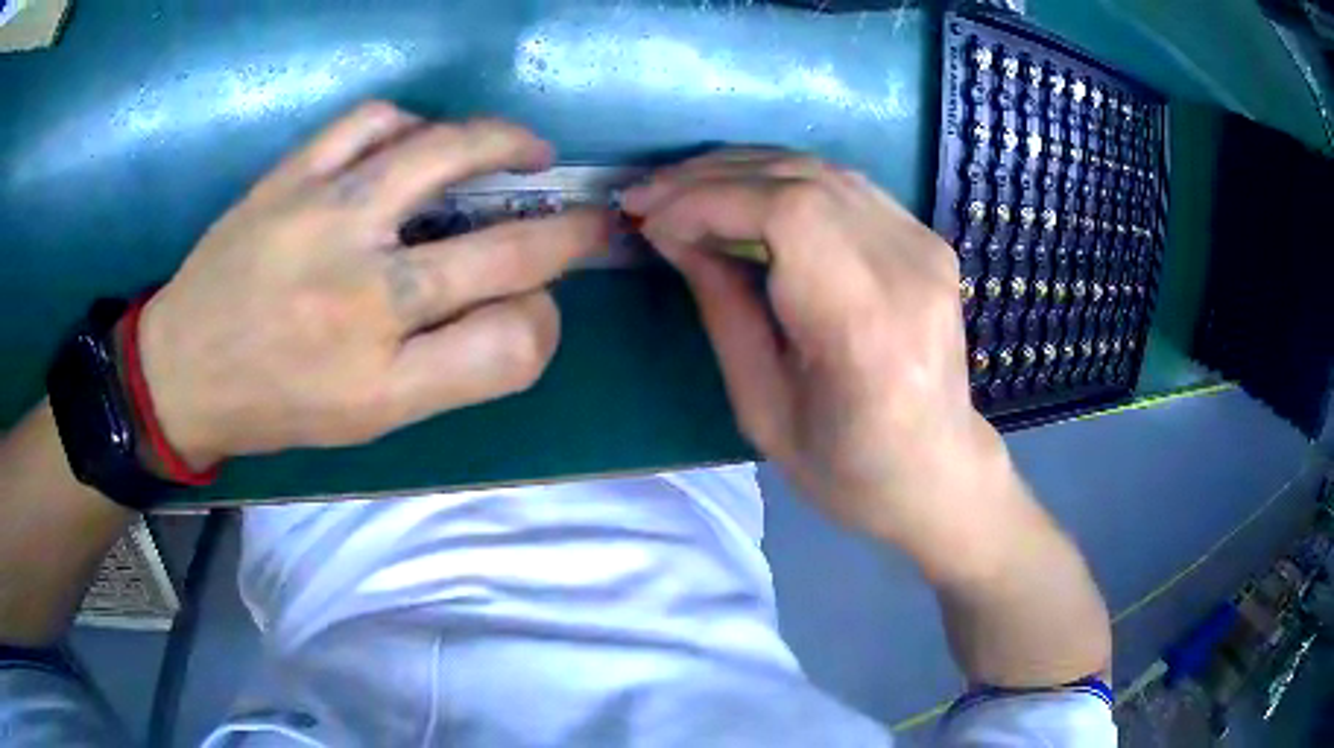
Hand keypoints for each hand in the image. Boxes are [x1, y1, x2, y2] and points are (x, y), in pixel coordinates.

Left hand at [138, 102, 608, 467]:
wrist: (182, 372)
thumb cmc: (276, 405)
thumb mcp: (366, 420)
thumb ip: (450, 371)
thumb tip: (519, 309)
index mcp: (384, 379)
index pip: (513, 345)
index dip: (547, 321)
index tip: (543, 304)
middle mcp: (364, 295)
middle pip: (506, 251)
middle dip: (572, 232)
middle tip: (591, 217)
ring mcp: (325, 220)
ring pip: (446, 155)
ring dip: (506, 146)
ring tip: (525, 151)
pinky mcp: (291, 177)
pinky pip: (370, 122)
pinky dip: (412, 122)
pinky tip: (417, 140)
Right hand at [624, 151, 1023, 573]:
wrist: (938, 472)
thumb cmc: (847, 468)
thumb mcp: (762, 408)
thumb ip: (721, 307)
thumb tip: (671, 233)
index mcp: (866, 326)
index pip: (787, 213)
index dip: (708, 199)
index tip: (649, 215)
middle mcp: (907, 268)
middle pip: (803, 178)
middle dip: (714, 176)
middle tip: (652, 195)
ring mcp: (925, 247)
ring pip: (823, 171)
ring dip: (744, 170)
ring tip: (686, 190)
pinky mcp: (928, 240)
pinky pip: (845, 187)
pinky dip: (784, 180)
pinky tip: (745, 197)